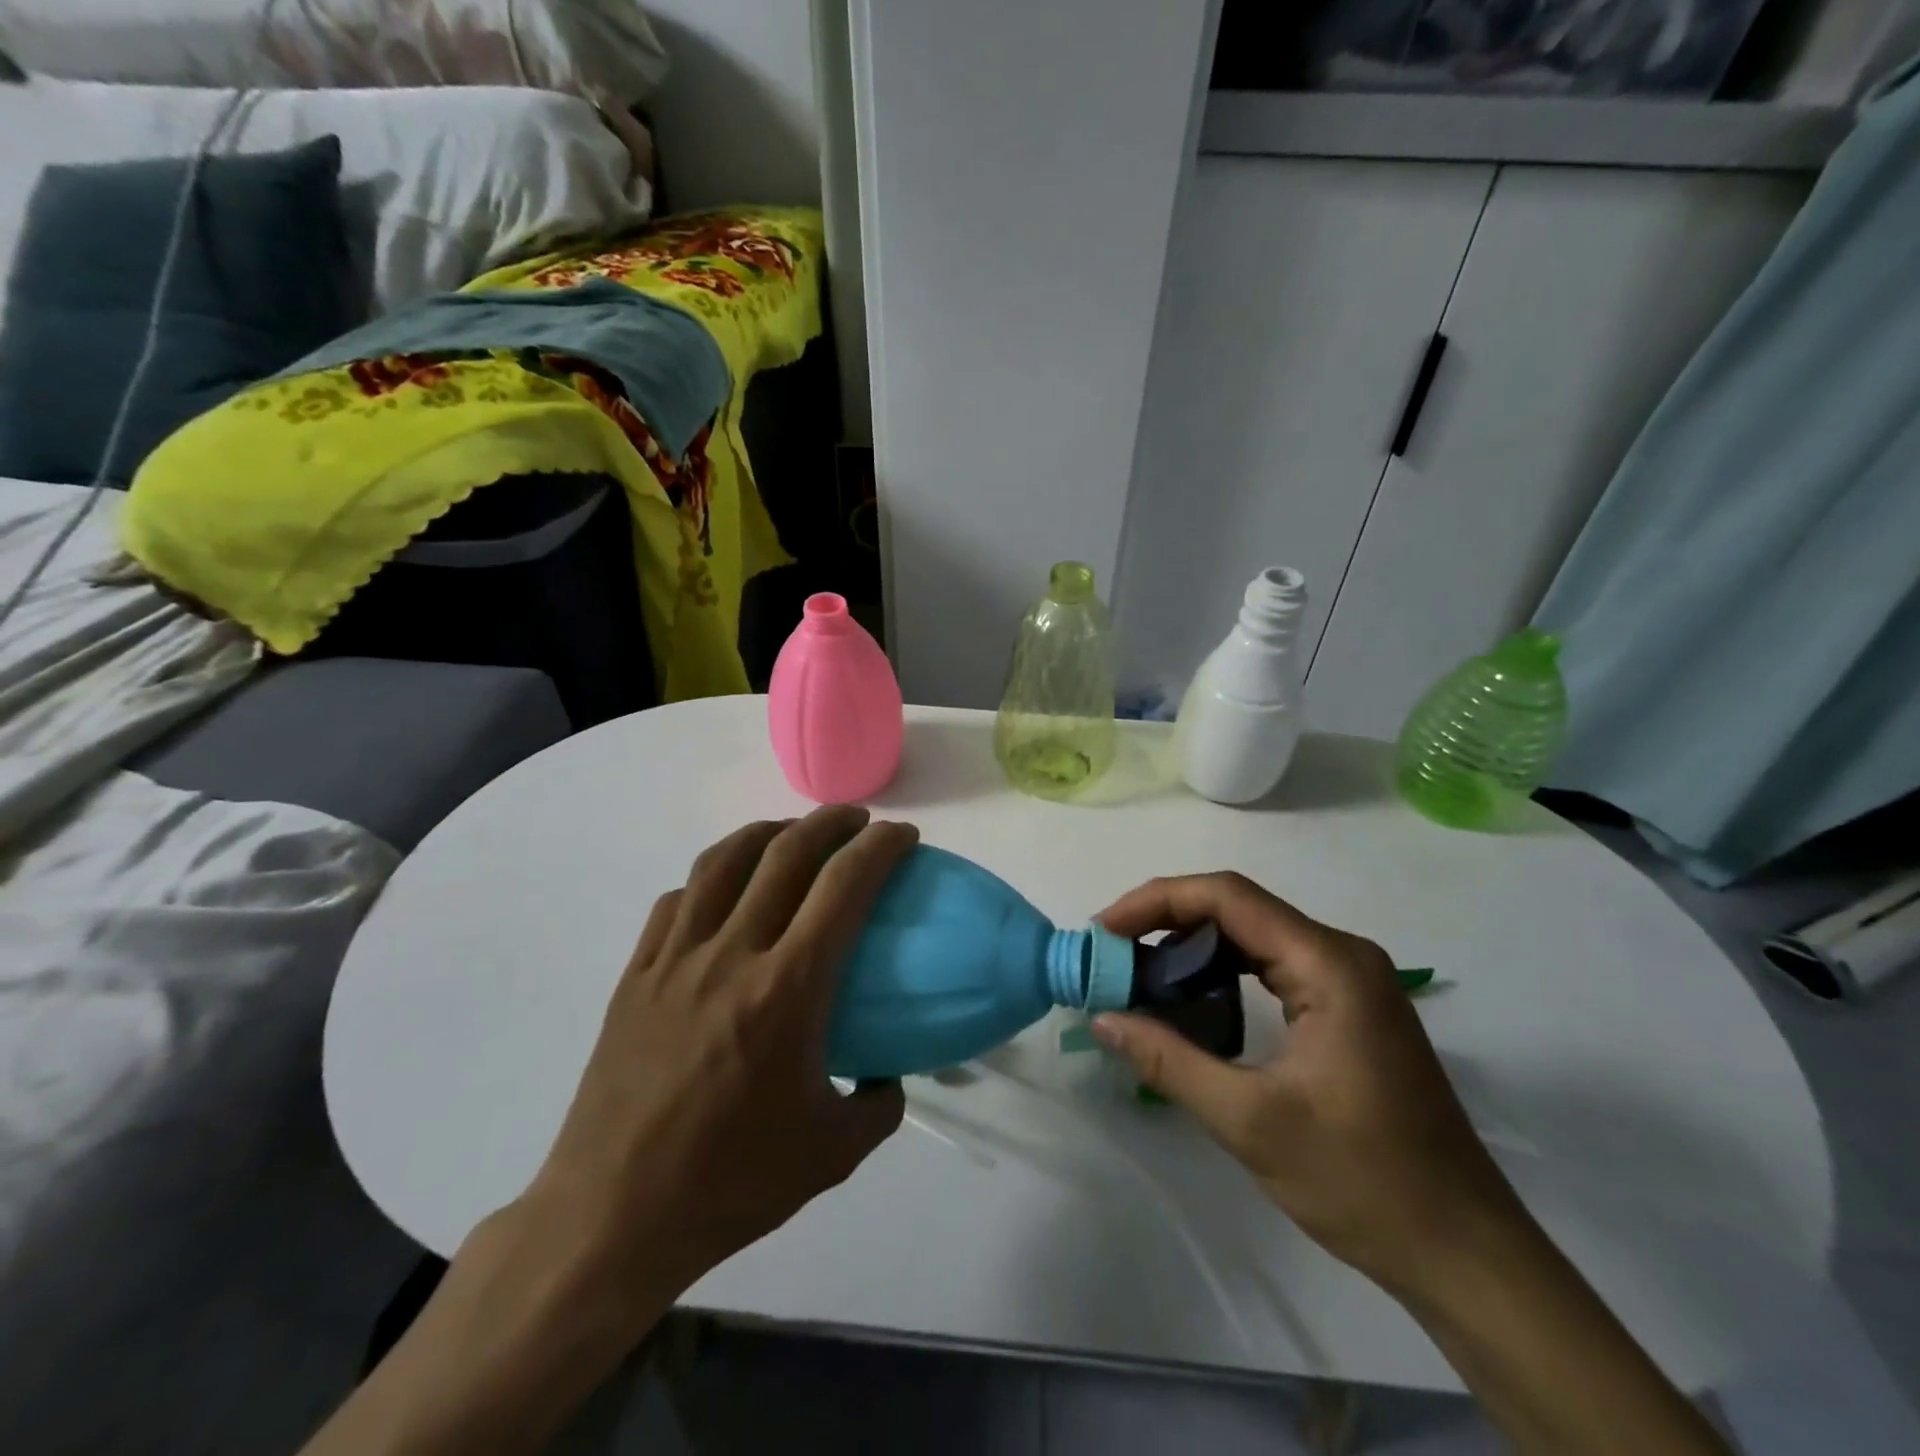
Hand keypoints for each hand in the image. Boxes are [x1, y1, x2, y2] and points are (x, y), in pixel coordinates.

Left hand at [526, 805, 917, 1327]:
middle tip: (858, 821)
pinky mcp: (636, 975)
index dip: (880, 848)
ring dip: (767, 832)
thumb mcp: (832, 1154)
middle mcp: (731, 954)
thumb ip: (879, 1105)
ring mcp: (675, 959)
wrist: (612, 1218)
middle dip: (831, 822)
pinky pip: (677, 901)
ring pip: (723, 861)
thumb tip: (890, 1074)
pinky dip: (711, 878)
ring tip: (792, 834)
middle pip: (785, 853)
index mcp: (787, 989)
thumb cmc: (731, 1183)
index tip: (902, 837)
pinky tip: (724, 892)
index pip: (844, 887)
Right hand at [1092, 872, 1522, 1293]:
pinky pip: (1271, 967)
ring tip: (1137, 975)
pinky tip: (1189, 1002)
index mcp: (1329, 963)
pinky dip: (1221, 973)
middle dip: (1166, 922)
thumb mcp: (1250, 1121)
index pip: (1227, 897)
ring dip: (1191, 948)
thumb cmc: (1363, 1182)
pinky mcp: (1347, 1010)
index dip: (1156, 901)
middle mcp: (1341, 955)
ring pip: (1253, 936)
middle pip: (1238, 909)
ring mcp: (1349, 981)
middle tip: (1112, 955)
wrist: (1465, 1255)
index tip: (1104, 930)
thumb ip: (1168, 1060)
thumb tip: (1102, 1018)